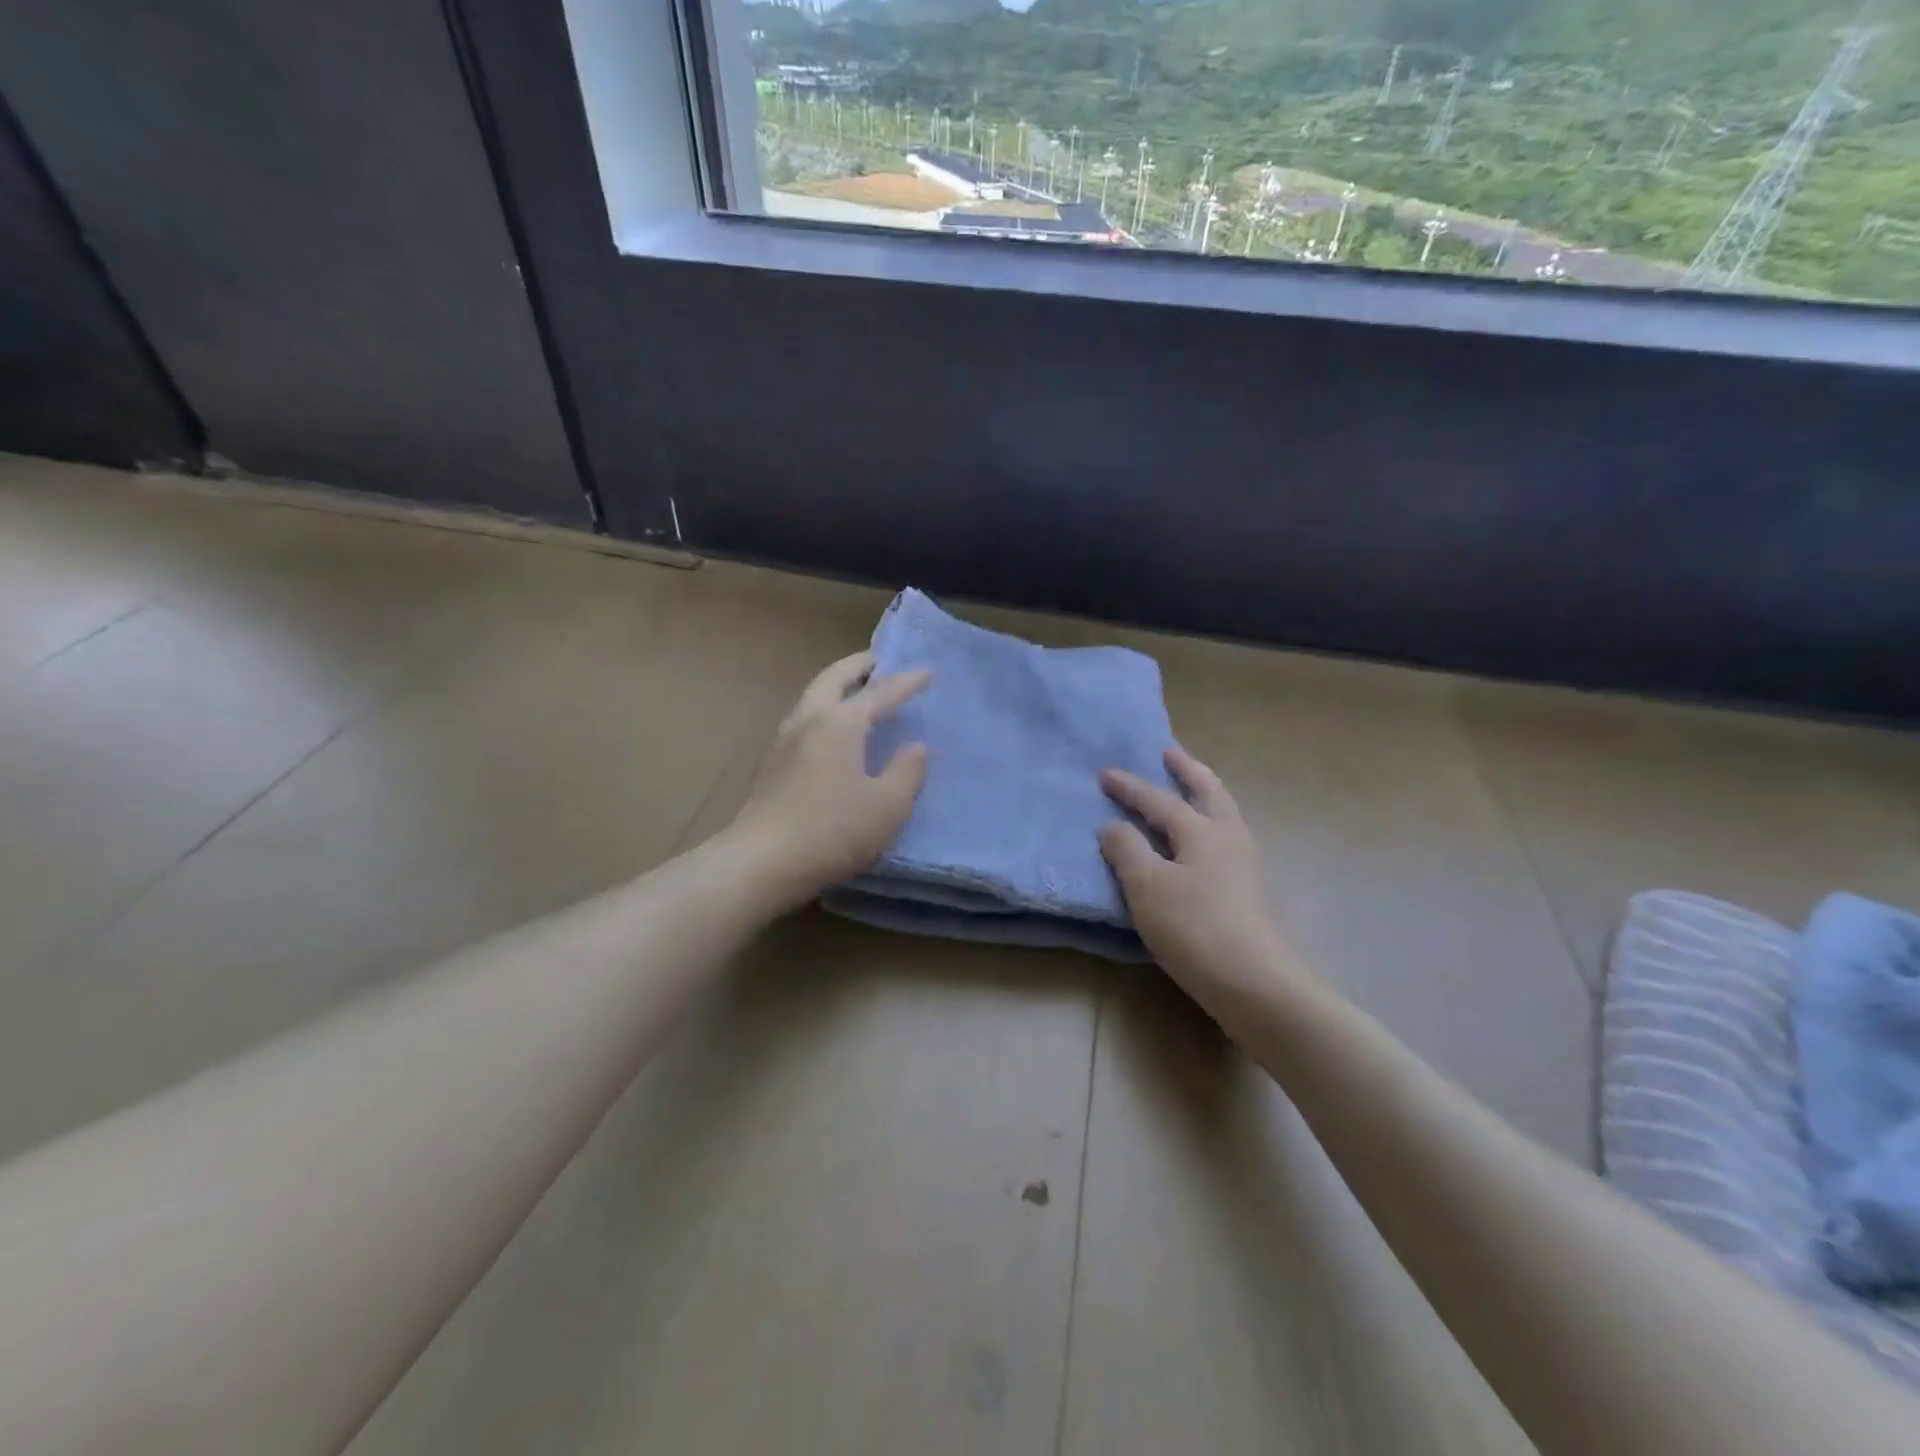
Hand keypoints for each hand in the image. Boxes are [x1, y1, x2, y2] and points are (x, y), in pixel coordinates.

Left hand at [728, 651, 930, 907]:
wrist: (763, 861)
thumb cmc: (833, 830)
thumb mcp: (888, 806)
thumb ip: (907, 772)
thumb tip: (915, 748)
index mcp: (840, 723)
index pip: (880, 693)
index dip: (907, 682)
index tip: (927, 671)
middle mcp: (809, 720)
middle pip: (833, 679)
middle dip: (858, 666)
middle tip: (878, 660)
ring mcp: (784, 741)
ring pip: (813, 697)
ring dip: (836, 685)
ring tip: (856, 690)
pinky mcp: (772, 764)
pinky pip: (804, 719)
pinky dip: (824, 709)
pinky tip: (831, 730)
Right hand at [1099, 748, 1307, 1011]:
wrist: (1254, 982)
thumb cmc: (1193, 928)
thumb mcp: (1147, 886)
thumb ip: (1126, 850)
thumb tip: (1112, 825)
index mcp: (1201, 830)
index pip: (1158, 800)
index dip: (1129, 787)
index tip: (1104, 773)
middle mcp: (1228, 836)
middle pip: (1208, 792)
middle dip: (1187, 770)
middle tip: (1169, 753)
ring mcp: (1244, 863)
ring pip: (1222, 812)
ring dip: (1203, 792)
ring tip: (1187, 787)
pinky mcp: (1248, 888)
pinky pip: (1224, 836)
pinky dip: (1209, 820)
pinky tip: (1200, 838)